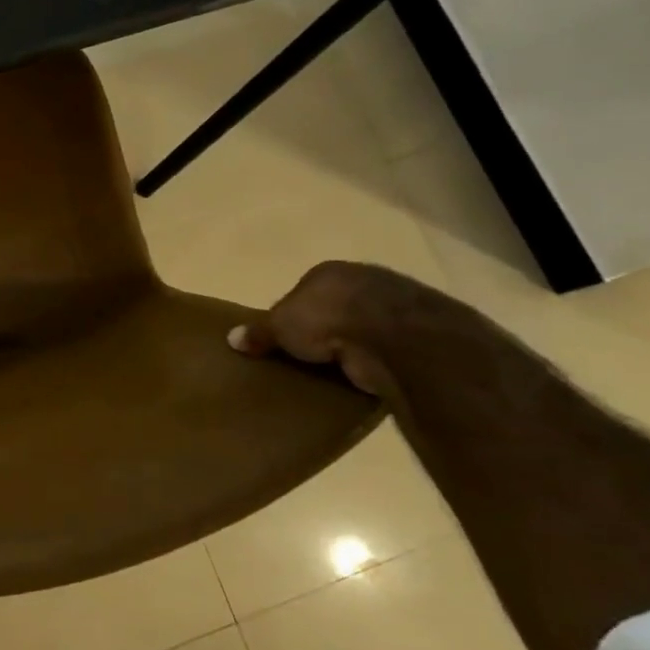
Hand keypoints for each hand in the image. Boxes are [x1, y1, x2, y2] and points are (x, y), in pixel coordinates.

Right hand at [228, 261, 425, 396]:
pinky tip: (363, 376)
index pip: (303, 292)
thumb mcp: (280, 325)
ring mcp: (395, 304)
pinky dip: (375, 360)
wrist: (393, 334)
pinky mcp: (418, 332)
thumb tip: (231, 338)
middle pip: (335, 307)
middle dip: (324, 328)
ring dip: (352, 345)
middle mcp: (362, 280)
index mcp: (327, 272)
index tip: (285, 337)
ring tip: (334, 371)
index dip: (292, 314)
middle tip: (308, 356)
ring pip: (363, 326)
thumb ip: (259, 332)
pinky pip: (385, 347)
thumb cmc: (326, 318)